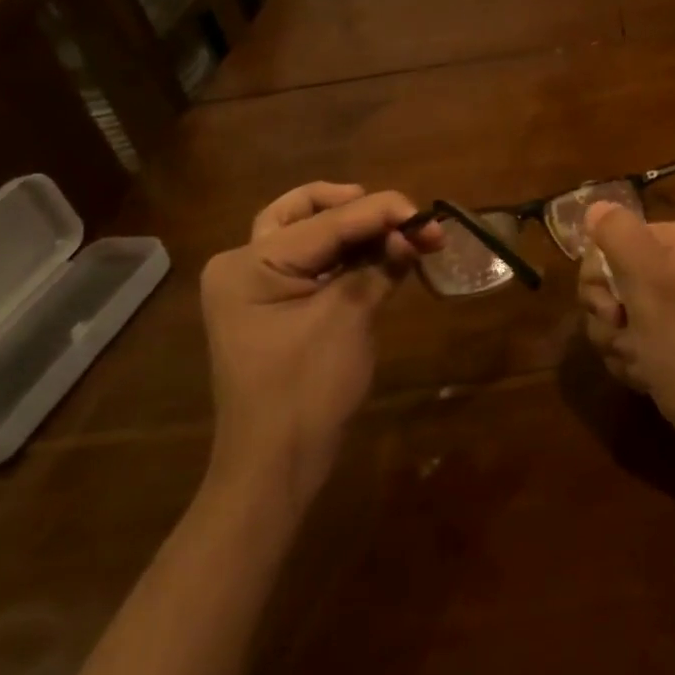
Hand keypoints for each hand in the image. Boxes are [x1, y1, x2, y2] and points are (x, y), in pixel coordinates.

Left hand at [199, 182, 439, 510]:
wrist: (275, 466)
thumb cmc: (306, 390)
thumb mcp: (348, 318)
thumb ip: (380, 265)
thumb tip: (417, 231)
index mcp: (249, 263)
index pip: (327, 221)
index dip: (383, 212)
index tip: (430, 216)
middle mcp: (244, 264)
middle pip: (305, 211)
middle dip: (358, 207)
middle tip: (401, 217)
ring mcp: (256, 286)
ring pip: (310, 233)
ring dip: (357, 230)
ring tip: (403, 235)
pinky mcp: (273, 306)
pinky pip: (314, 263)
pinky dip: (348, 256)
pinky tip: (383, 257)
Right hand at [576, 203, 674, 468]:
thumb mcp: (649, 279)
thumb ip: (618, 234)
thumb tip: (595, 206)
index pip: (609, 241)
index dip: (599, 279)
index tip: (613, 310)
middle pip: (609, 279)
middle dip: (607, 316)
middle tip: (626, 336)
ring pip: (615, 313)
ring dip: (617, 342)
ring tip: (641, 362)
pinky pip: (633, 337)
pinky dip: (632, 358)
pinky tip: (648, 375)